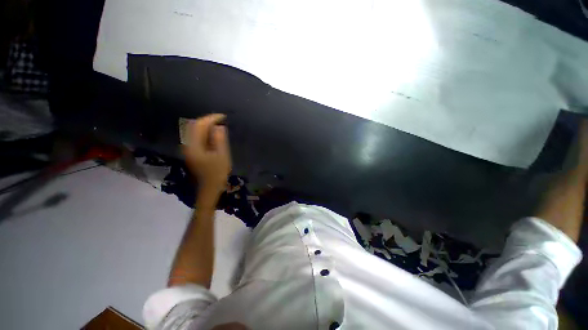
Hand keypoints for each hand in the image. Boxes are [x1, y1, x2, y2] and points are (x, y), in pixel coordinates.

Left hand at [183, 114, 230, 194]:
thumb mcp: (222, 156)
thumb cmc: (217, 173)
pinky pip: (197, 137)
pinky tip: (214, 136)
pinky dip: (205, 133)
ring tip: (219, 127)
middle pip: (195, 126)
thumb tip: (219, 127)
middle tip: (222, 121)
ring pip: (195, 131)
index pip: (199, 125)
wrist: (209, 188)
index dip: (211, 119)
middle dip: (208, 121)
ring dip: (206, 127)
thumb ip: (219, 140)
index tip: (223, 117)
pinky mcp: (192, 152)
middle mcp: (187, 145)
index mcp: (193, 146)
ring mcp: (188, 149)